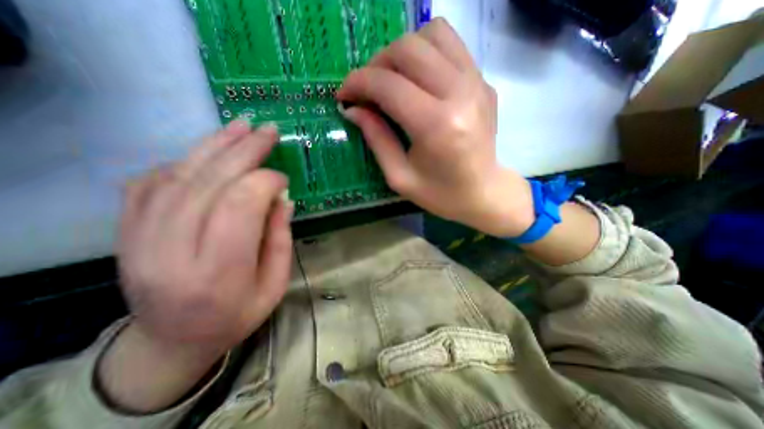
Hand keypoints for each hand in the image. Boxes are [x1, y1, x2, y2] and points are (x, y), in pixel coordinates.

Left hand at [99, 121, 293, 411]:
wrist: (173, 341)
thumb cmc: (237, 315)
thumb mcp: (276, 284)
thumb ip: (280, 239)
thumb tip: (283, 198)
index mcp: (219, 272)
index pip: (239, 206)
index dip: (265, 182)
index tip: (283, 179)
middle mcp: (173, 252)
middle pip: (209, 183)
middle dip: (244, 151)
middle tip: (268, 131)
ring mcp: (140, 240)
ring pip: (179, 176)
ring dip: (214, 145)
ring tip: (241, 126)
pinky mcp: (126, 232)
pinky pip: (151, 182)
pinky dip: (183, 161)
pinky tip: (207, 154)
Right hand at [336, 19, 533, 235]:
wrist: (484, 193)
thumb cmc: (440, 194)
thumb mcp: (400, 177)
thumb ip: (376, 139)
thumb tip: (353, 109)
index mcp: (436, 126)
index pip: (388, 85)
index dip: (358, 84)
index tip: (344, 95)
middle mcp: (459, 94)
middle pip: (408, 49)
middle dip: (376, 64)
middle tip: (367, 89)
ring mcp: (477, 83)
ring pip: (432, 34)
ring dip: (402, 52)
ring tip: (392, 80)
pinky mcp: (484, 81)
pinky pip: (451, 46)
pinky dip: (426, 53)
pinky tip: (417, 79)